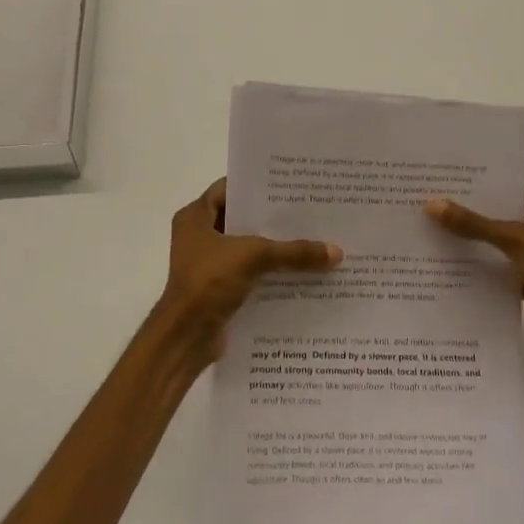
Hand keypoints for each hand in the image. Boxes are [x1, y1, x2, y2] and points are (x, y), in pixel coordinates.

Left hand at [153, 179, 342, 362]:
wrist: (185, 338)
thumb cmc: (209, 283)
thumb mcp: (254, 257)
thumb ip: (294, 252)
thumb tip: (337, 252)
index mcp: (195, 217)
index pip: (228, 189)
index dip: (257, 186)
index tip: (289, 185)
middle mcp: (198, 236)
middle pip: (241, 219)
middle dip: (272, 219)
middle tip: (309, 211)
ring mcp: (208, 264)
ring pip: (247, 248)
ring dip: (274, 248)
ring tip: (313, 240)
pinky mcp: (219, 289)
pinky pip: (250, 273)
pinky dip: (270, 273)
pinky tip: (301, 272)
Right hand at [424, 189, 523, 354]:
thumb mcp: (514, 241)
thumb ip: (475, 224)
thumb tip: (432, 204)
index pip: (521, 196)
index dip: (493, 191)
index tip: (460, 187)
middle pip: (512, 222)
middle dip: (481, 218)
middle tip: (444, 209)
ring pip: (508, 251)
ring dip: (484, 247)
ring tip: (445, 236)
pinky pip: (508, 275)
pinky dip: (490, 273)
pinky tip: (461, 270)